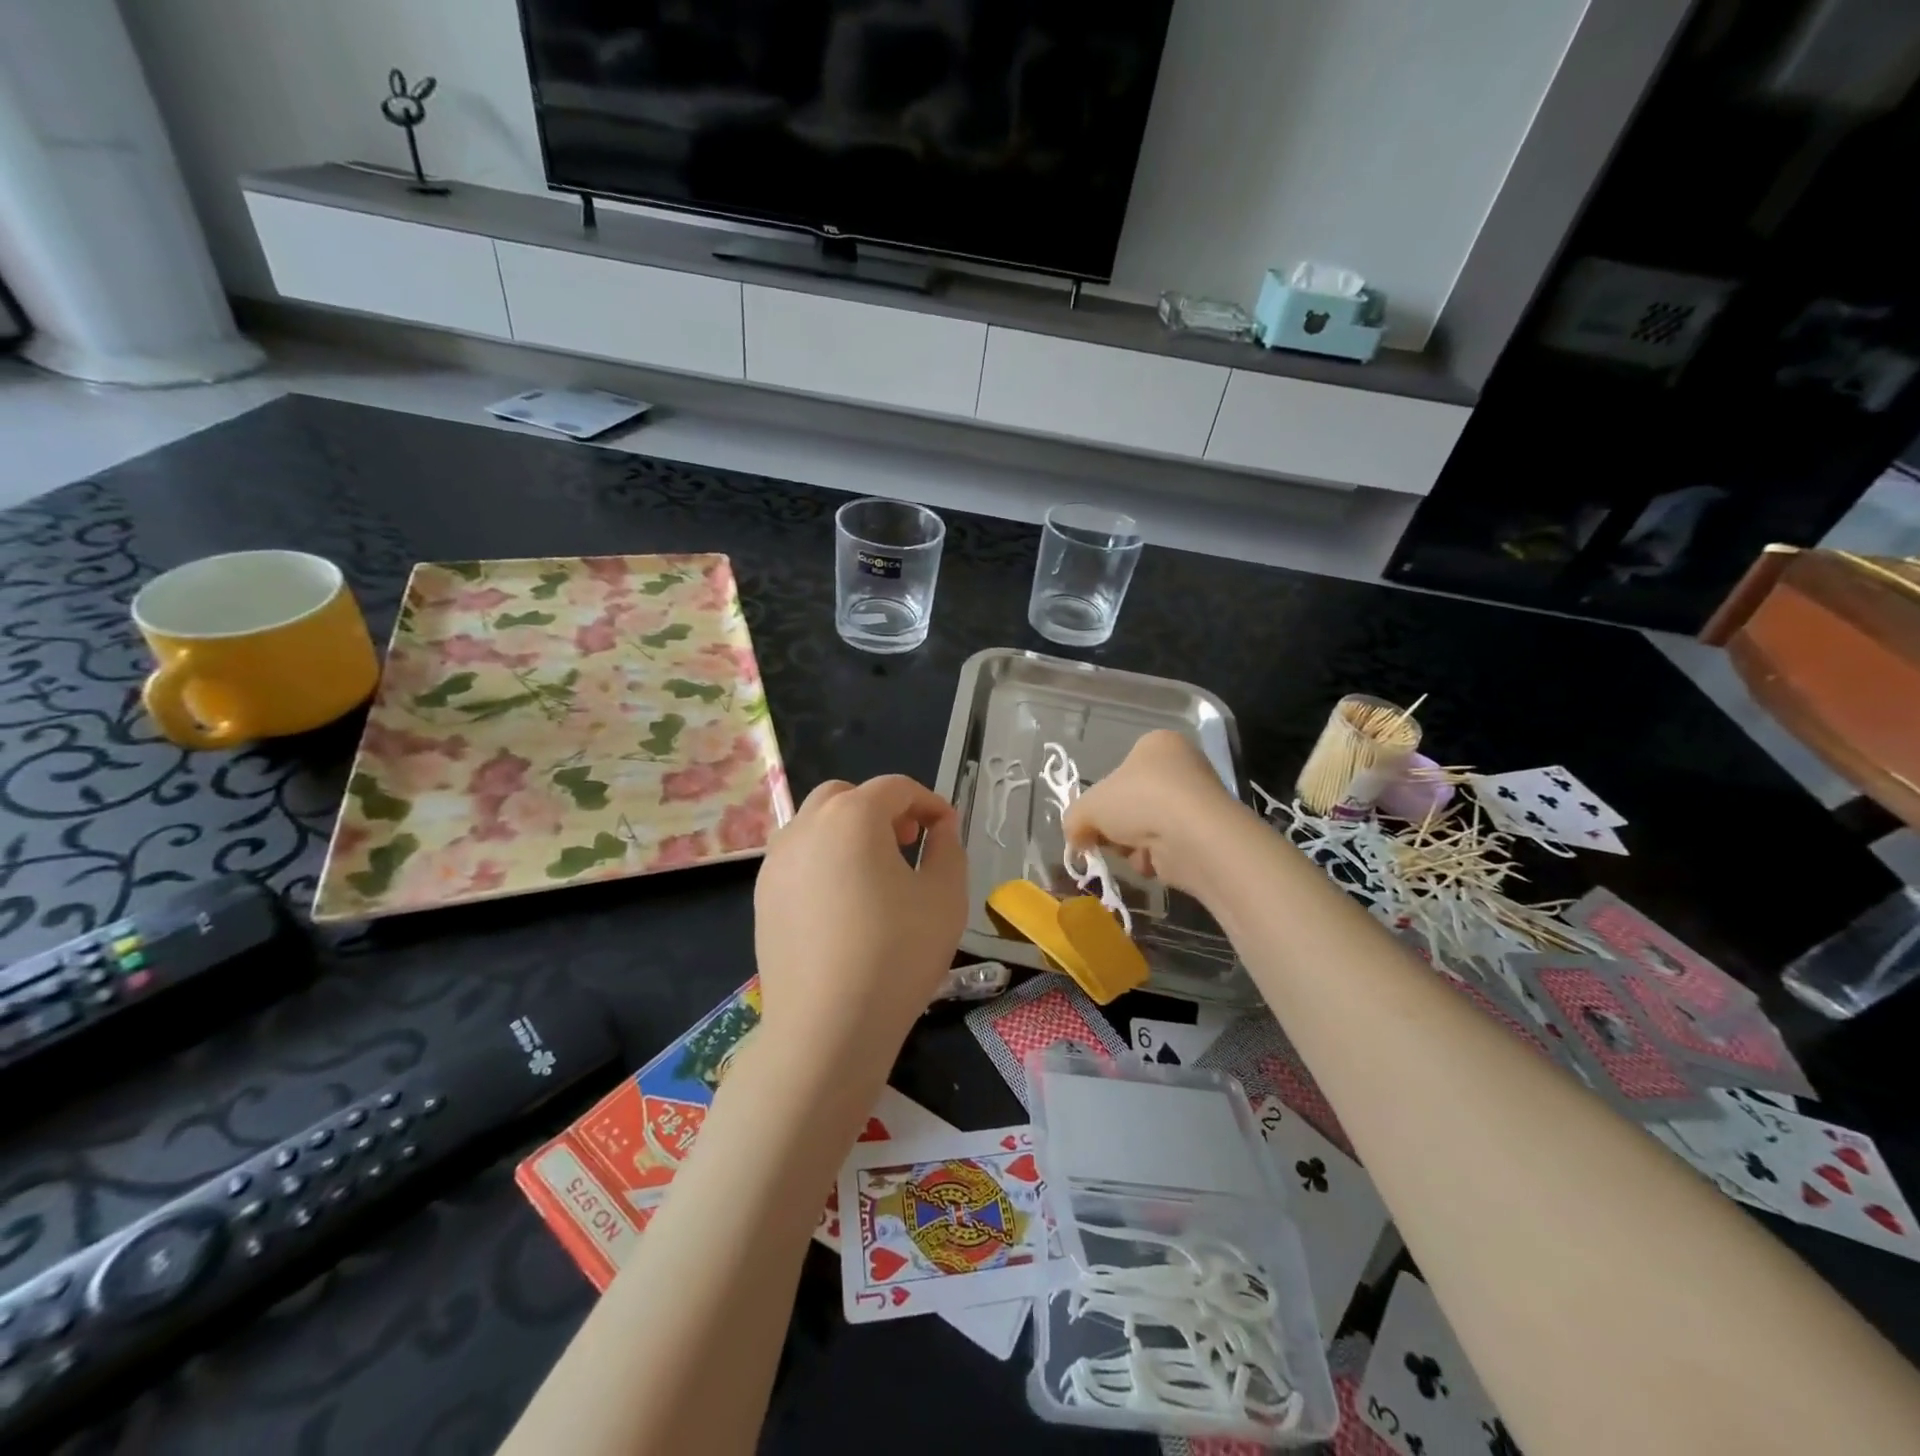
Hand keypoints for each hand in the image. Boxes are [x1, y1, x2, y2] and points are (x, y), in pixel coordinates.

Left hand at [752, 774, 967, 1075]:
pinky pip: (797, 857)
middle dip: (883, 808)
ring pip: (815, 823)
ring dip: (848, 830)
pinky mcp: (763, 896)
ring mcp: (776, 861)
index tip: (947, 828)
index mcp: (852, 817)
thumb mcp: (945, 897)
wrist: (826, 1029)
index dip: (928, 802)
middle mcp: (806, 827)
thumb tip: (940, 826)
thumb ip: (949, 848)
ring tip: (874, 871)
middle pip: (847, 795)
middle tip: (908, 842)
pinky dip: (824, 858)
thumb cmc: (896, 955)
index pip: (895, 788)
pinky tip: (842, 902)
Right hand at [1064, 730, 1243, 893]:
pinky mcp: (1206, 834)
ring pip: (1148, 828)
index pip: (1120, 770)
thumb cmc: (1138, 801)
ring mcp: (1197, 801)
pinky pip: (1168, 847)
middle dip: (1116, 827)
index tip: (1091, 819)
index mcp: (1156, 744)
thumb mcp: (1088, 806)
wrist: (1191, 835)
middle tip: (1104, 839)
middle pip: (1133, 803)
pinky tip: (1152, 860)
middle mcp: (1182, 766)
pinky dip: (1154, 858)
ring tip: (1131, 850)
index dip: (1101, 798)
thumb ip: (1074, 818)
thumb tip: (1076, 836)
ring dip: (1132, 845)